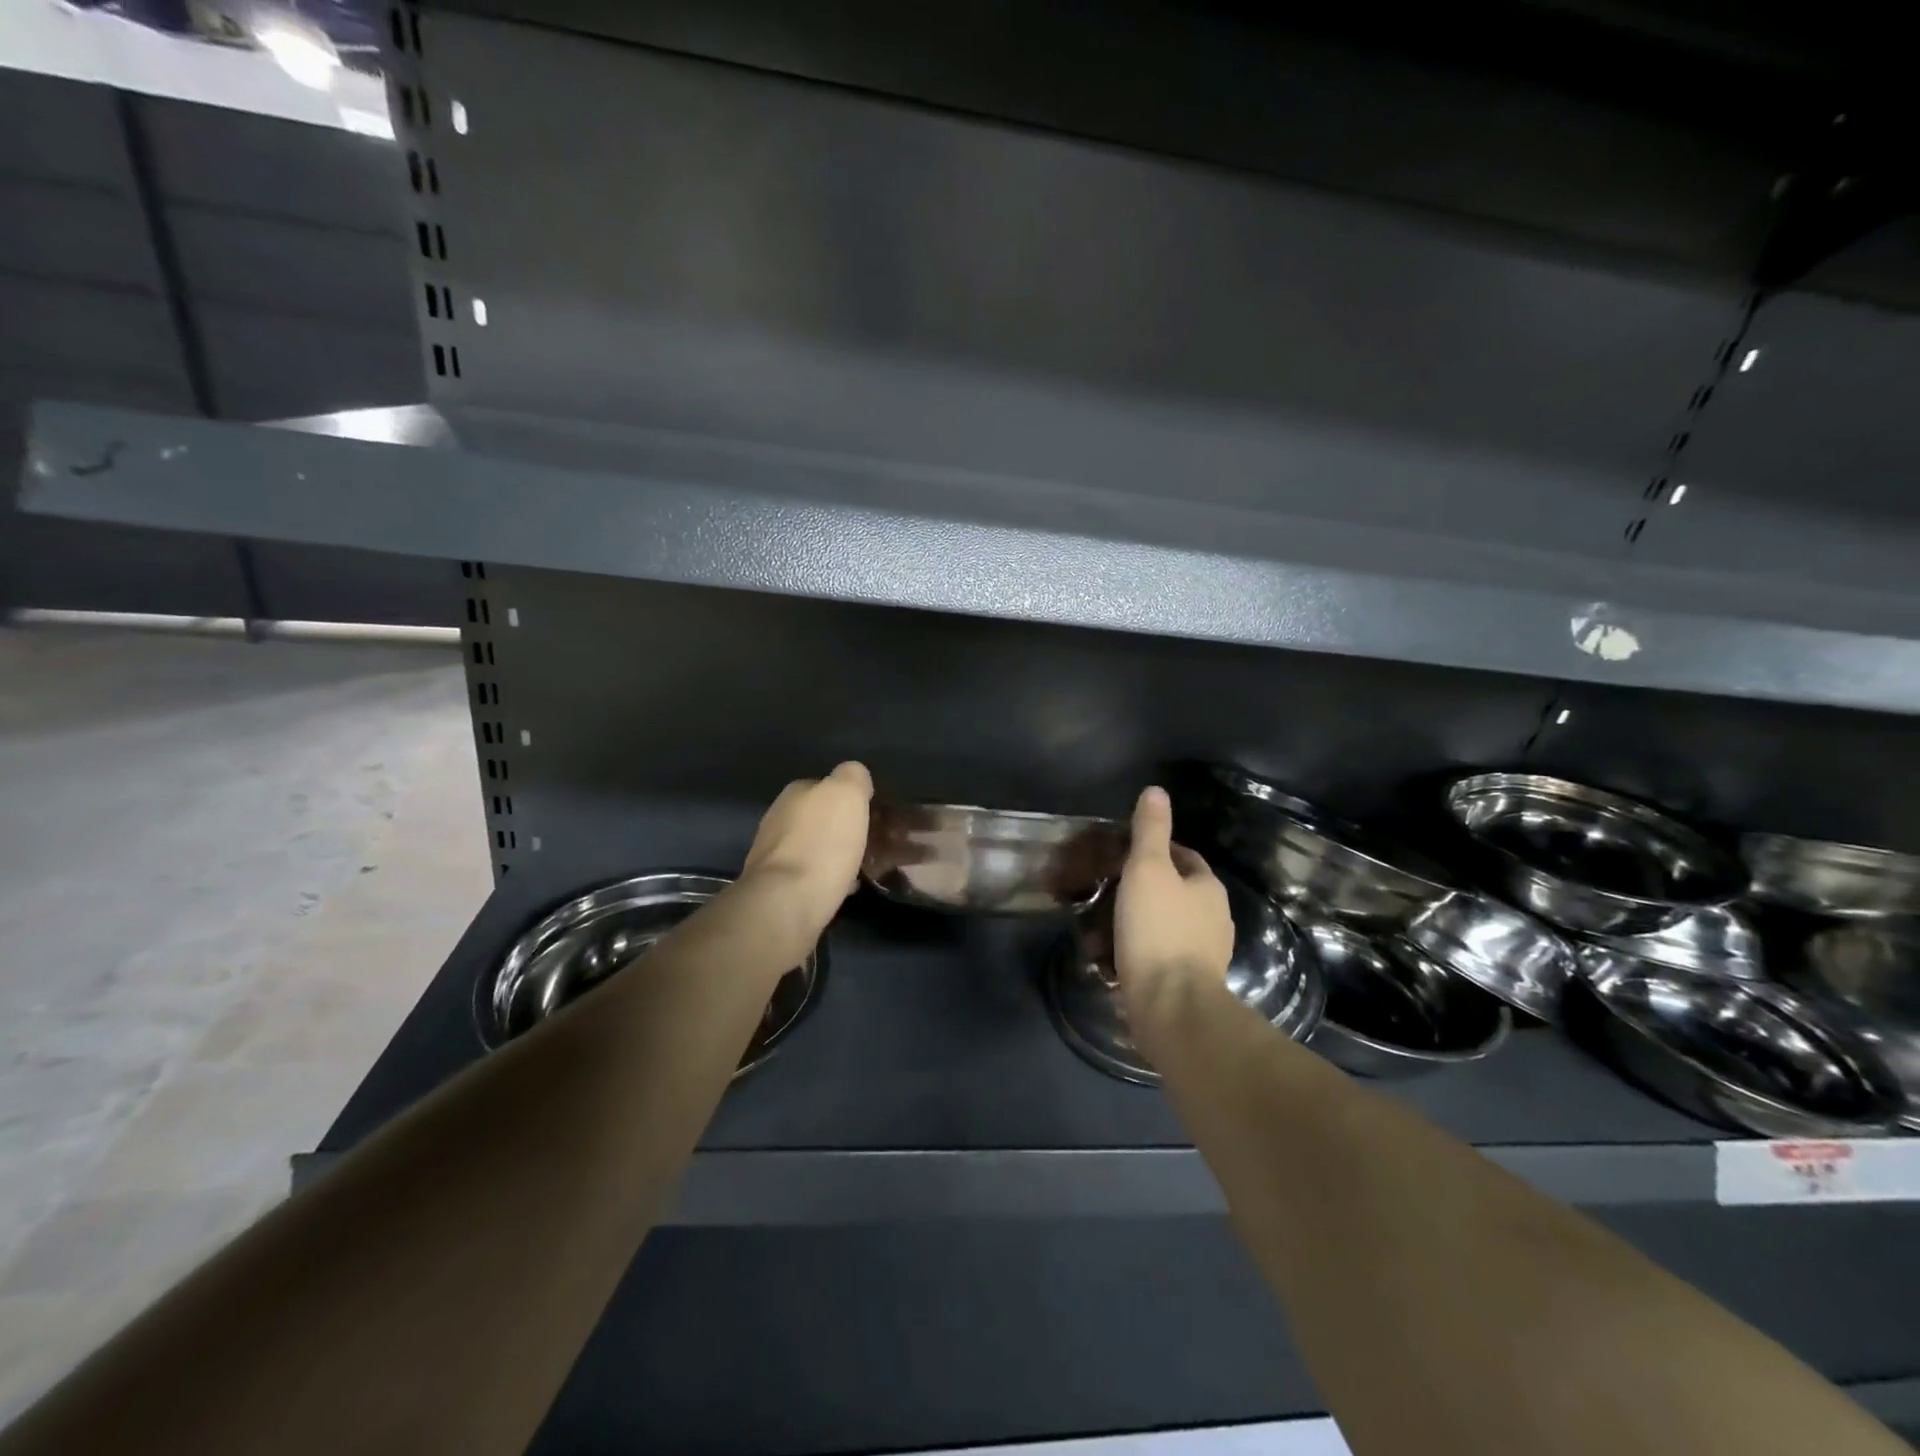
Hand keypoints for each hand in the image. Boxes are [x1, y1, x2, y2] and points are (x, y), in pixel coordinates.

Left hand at [741, 762, 874, 928]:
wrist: (786, 904)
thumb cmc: (821, 843)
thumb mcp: (846, 793)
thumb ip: (853, 776)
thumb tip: (856, 778)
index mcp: (795, 794)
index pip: (828, 787)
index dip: (855, 799)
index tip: (878, 816)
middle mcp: (780, 819)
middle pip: (824, 819)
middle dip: (850, 828)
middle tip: (881, 843)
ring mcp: (776, 855)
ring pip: (820, 848)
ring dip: (844, 854)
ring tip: (873, 868)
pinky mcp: (779, 889)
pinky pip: (815, 876)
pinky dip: (834, 878)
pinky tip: (850, 888)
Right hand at [1113, 786, 1233, 1019]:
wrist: (1171, 1006)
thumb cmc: (1158, 930)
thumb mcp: (1147, 869)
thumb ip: (1150, 830)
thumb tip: (1156, 791)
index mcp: (1208, 887)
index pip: (1184, 856)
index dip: (1156, 850)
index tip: (1124, 854)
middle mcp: (1215, 918)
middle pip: (1178, 891)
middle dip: (1147, 888)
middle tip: (1109, 888)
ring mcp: (1206, 954)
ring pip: (1170, 925)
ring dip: (1143, 922)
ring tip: (1106, 924)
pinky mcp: (1191, 984)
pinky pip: (1163, 956)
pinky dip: (1144, 951)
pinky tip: (1118, 957)